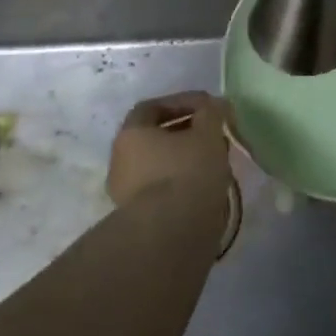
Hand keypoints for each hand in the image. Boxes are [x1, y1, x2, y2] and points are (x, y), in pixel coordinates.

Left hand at [108, 91, 234, 212]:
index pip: (152, 107)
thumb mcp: (207, 133)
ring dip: (185, 158)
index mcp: (130, 134)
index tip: (208, 107)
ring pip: (159, 164)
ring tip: (215, 160)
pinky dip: (183, 181)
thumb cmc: (187, 172)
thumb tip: (214, 105)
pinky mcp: (139, 216)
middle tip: (214, 133)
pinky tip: (205, 184)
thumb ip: (212, 113)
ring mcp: (126, 191)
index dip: (181, 102)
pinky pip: (163, 188)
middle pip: (154, 136)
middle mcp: (120, 160)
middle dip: (186, 131)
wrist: (171, 233)